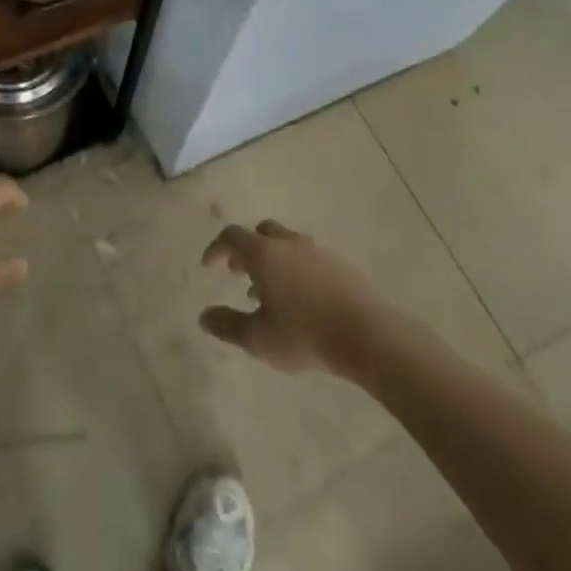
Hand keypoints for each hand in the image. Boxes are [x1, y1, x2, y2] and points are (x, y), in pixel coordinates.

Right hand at [199, 220, 390, 376]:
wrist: (366, 334)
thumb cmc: (304, 335)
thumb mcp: (258, 338)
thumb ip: (228, 325)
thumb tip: (204, 316)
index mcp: (264, 254)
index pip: (232, 236)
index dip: (217, 249)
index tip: (209, 266)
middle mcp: (289, 244)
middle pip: (262, 232)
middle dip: (246, 248)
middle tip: (238, 272)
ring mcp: (318, 251)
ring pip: (287, 244)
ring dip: (271, 260)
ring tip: (267, 292)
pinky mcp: (340, 265)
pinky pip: (308, 258)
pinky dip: (294, 268)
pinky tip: (298, 299)